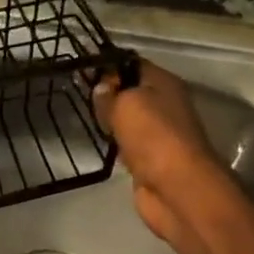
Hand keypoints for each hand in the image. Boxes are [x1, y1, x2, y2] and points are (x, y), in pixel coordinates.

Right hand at [93, 61, 232, 248]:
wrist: (176, 188)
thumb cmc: (153, 136)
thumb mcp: (126, 104)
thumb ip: (110, 94)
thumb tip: (101, 88)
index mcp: (165, 83)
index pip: (133, 64)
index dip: (108, 65)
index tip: (81, 69)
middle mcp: (165, 105)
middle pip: (130, 92)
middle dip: (107, 93)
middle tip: (77, 93)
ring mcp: (158, 134)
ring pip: (128, 119)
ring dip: (109, 120)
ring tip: (83, 116)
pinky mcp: (150, 160)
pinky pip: (127, 144)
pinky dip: (115, 144)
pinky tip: (99, 142)